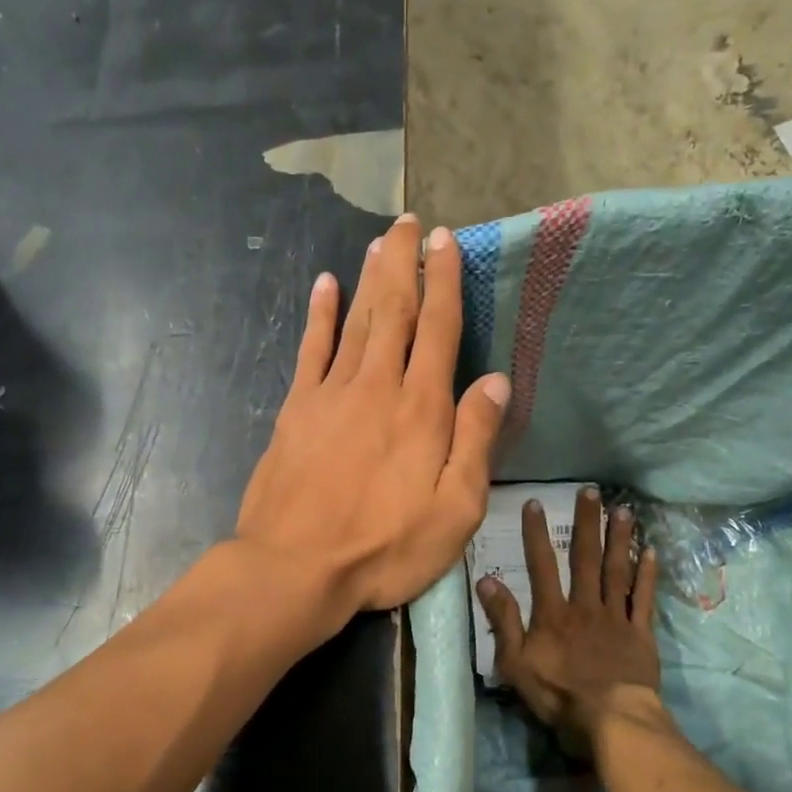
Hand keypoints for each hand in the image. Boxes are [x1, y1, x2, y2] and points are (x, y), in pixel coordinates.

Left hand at [236, 215, 510, 639]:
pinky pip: (310, 350)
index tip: (446, 241)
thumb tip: (497, 381)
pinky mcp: (295, 410)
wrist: (294, 567)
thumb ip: (475, 441)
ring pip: (356, 321)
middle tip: (408, 223)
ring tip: (379, 242)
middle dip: (404, 264)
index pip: (439, 330)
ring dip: (369, 279)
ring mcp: (331, 394)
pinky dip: (319, 315)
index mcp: (421, 409)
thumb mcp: (454, 510)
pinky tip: (325, 285)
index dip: (444, 282)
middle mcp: (377, 387)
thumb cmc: (383, 548)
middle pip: (394, 311)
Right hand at [476, 487, 666, 739]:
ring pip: (617, 570)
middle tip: (591, 491)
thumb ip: (503, 620)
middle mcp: (584, 605)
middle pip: (585, 557)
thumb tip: (486, 580)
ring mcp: (615, 617)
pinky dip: (647, 574)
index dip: (536, 534)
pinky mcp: (640, 633)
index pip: (541, 565)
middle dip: (586, 523)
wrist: (611, 720)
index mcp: (552, 613)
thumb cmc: (557, 695)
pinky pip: (643, 598)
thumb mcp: (515, 662)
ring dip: (619, 538)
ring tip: (623, 509)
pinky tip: (651, 550)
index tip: (536, 503)